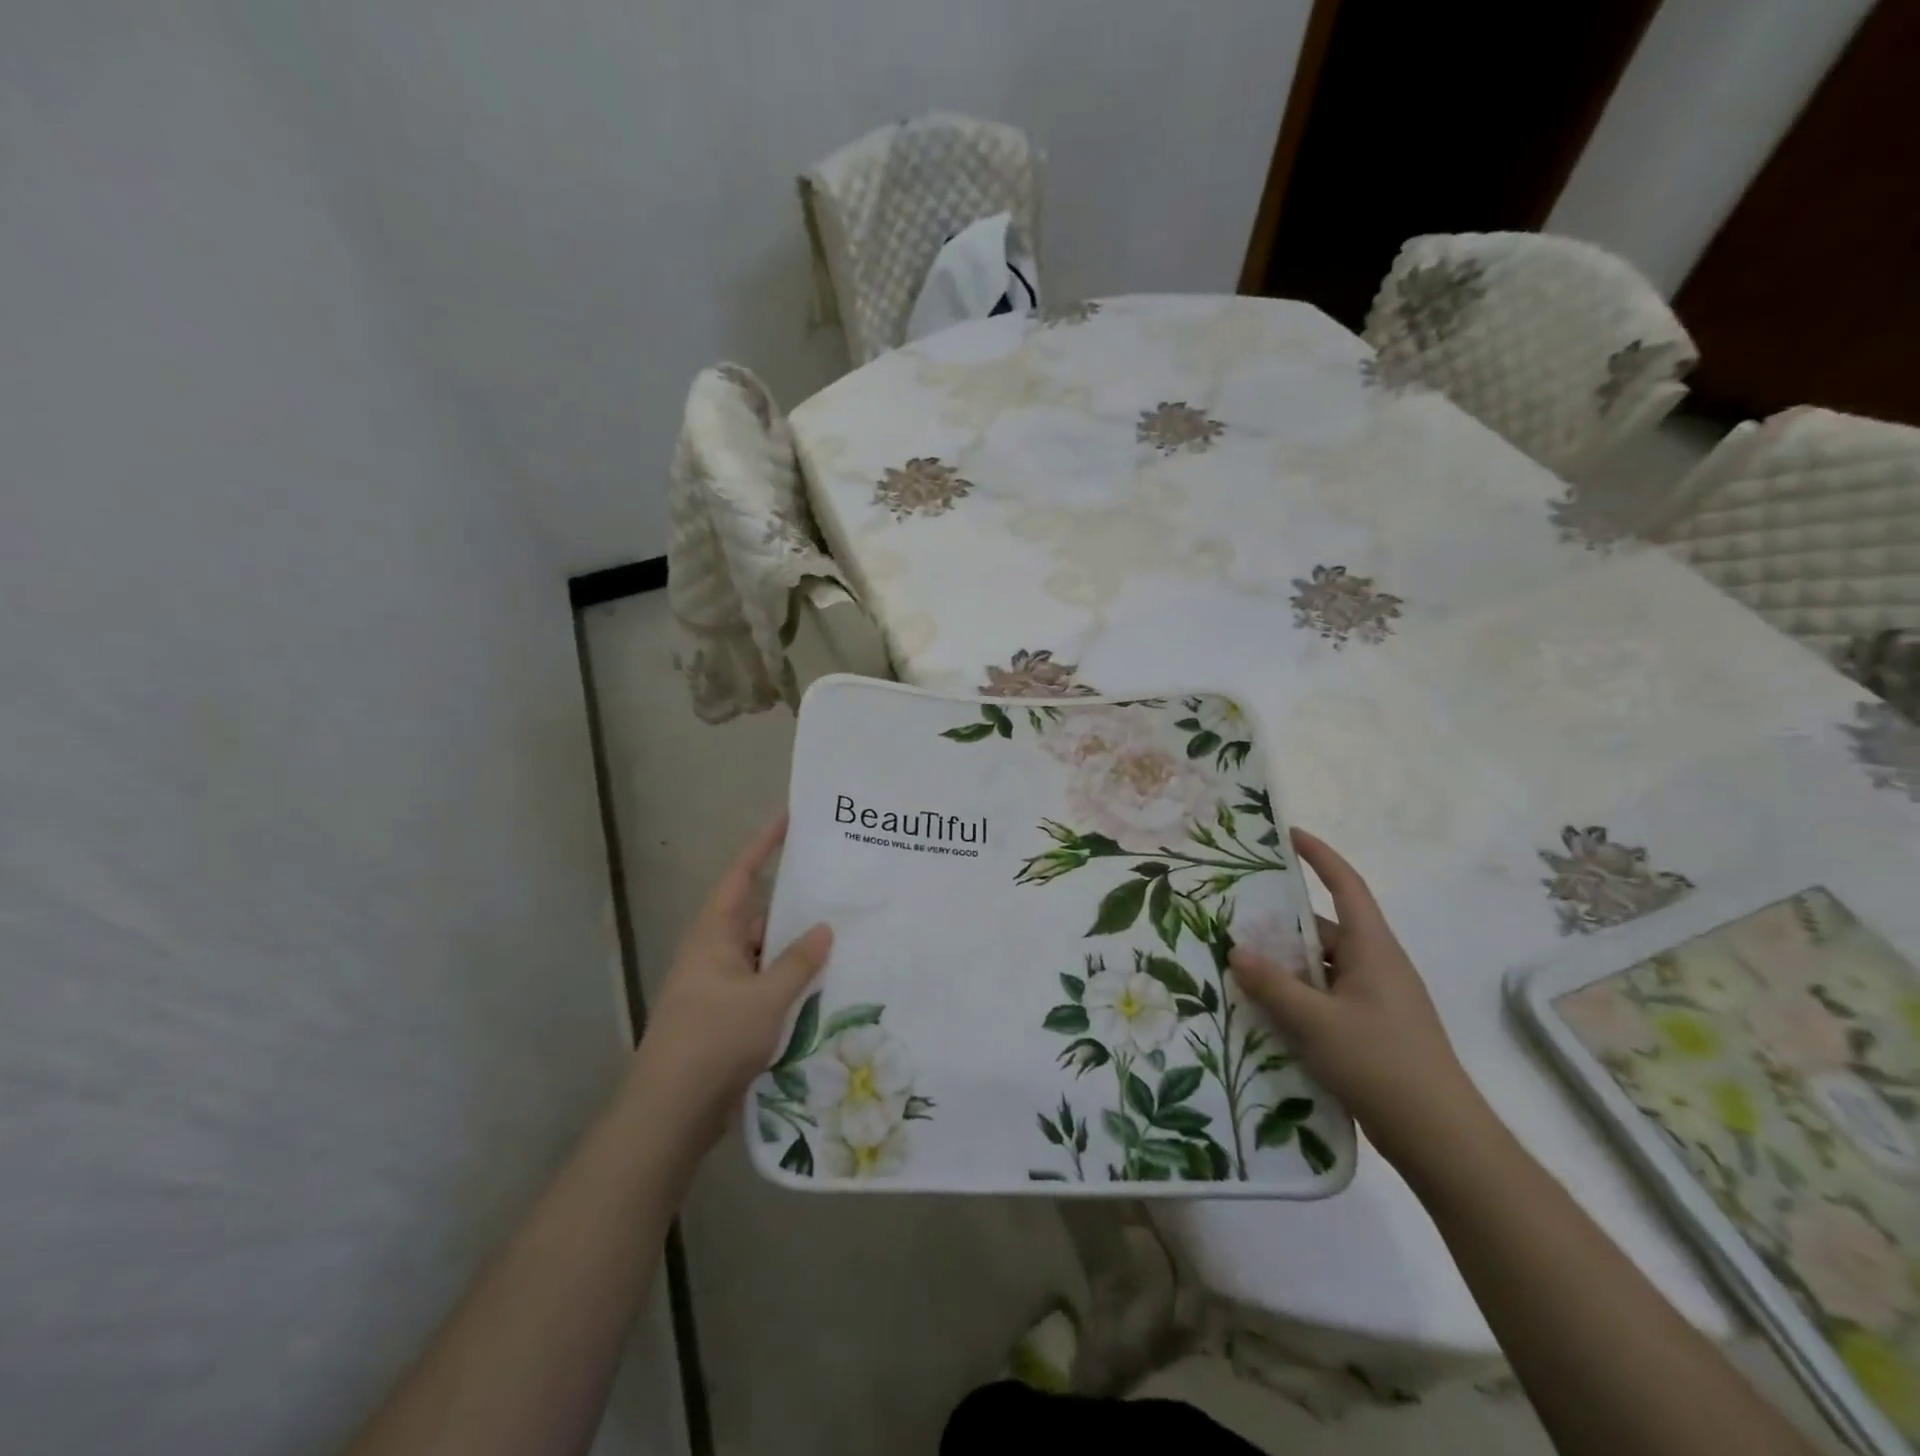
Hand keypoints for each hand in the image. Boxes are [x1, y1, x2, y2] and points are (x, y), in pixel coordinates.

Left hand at [629, 816, 831, 1154]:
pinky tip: (825, 986)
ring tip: (845, 935)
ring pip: (767, 954)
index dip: (765, 845)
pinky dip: (791, 982)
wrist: (671, 1111)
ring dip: (797, 949)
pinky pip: (767, 985)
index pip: (743, 875)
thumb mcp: (765, 998)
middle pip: (760, 915)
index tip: (791, 819)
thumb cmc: (714, 1040)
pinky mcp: (729, 1015)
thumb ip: (797, 962)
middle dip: (796, 902)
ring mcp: (722, 985)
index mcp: (715, 934)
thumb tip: (823, 928)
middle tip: (839, 886)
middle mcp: (716, 952)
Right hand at [1228, 829, 1490, 1170]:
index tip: (1289, 835)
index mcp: (1373, 950)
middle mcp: (1378, 966)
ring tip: (1240, 969)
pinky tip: (1267, 1013)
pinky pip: (1327, 998)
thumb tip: (1236, 951)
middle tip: (1236, 919)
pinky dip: (1298, 997)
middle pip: (1325, 930)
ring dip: (1287, 967)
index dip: (1320, 857)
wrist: (1442, 1139)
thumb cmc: (1381, 1064)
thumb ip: (1273, 985)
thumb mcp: (1316, 1022)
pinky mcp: (1373, 1030)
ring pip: (1323, 968)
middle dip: (1283, 923)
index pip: (1347, 886)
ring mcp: (1378, 1000)